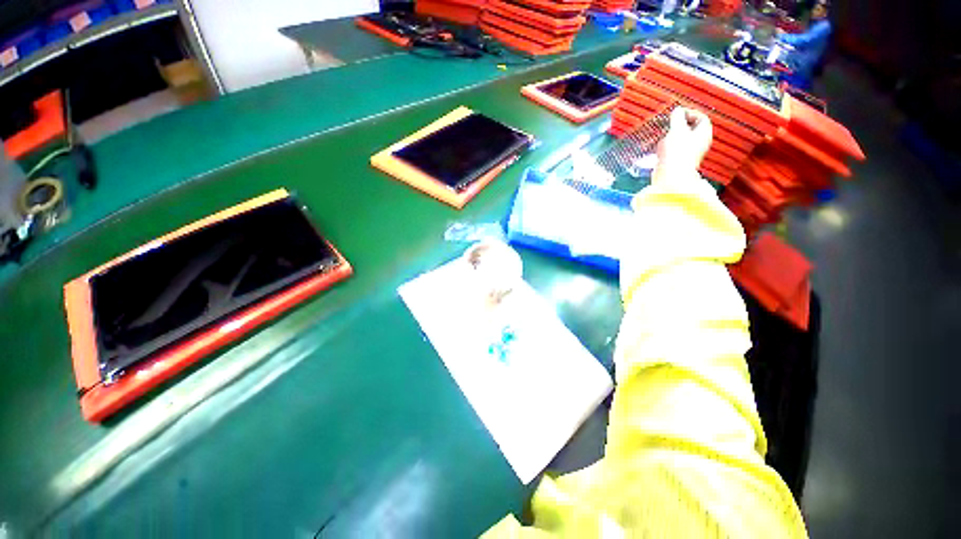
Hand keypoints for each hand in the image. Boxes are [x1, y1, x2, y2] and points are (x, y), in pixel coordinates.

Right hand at [653, 107, 712, 184]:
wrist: (671, 175)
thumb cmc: (677, 152)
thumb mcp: (677, 129)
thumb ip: (677, 117)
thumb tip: (677, 111)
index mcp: (704, 133)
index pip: (701, 118)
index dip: (689, 113)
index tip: (677, 113)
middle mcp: (700, 143)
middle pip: (691, 129)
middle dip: (678, 126)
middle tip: (669, 125)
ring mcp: (689, 154)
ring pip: (681, 140)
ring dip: (671, 137)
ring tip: (663, 139)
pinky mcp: (679, 162)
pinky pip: (674, 151)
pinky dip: (667, 148)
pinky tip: (660, 151)